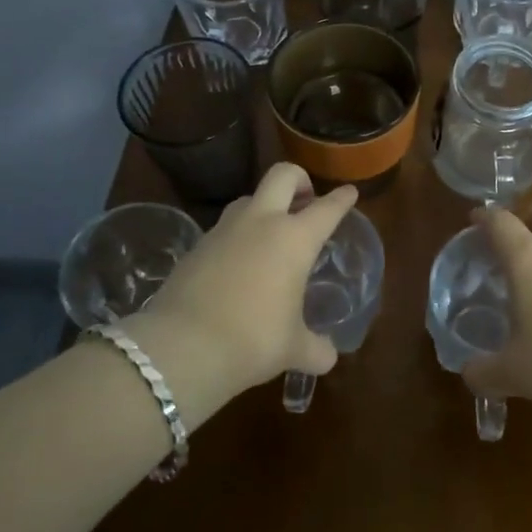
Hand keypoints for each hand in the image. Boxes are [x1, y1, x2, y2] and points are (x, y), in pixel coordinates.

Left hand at [141, 164, 357, 390]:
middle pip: (283, 175)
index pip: (326, 208)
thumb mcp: (294, 349)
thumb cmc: (253, 341)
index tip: (349, 192)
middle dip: (299, 180)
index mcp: (294, 239)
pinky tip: (240, 263)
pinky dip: (238, 235)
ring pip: (249, 198)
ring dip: (265, 206)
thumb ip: (316, 349)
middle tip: (307, 201)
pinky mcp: (197, 245)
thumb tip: (328, 357)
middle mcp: (261, 222)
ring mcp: (224, 230)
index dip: (341, 199)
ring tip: (272, 233)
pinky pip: (224, 227)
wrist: (182, 348)